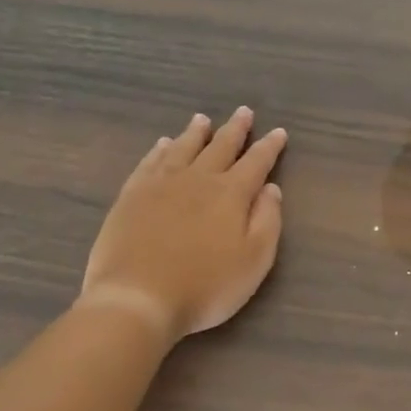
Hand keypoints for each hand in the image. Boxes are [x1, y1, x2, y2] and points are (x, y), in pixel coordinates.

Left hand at [80, 108, 286, 343]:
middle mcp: (197, 179)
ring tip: (202, 120)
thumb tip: (271, 189)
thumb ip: (267, 221)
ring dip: (196, 133)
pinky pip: (149, 163)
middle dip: (235, 130)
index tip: (278, 132)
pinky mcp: (131, 196)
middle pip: (220, 147)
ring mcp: (160, 185)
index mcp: (231, 194)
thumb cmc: (205, 287)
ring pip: (182, 148)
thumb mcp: (254, 261)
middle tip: (243, 112)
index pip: (256, 163)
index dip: (269, 147)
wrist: (137, 298)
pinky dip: (159, 150)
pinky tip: (163, 144)